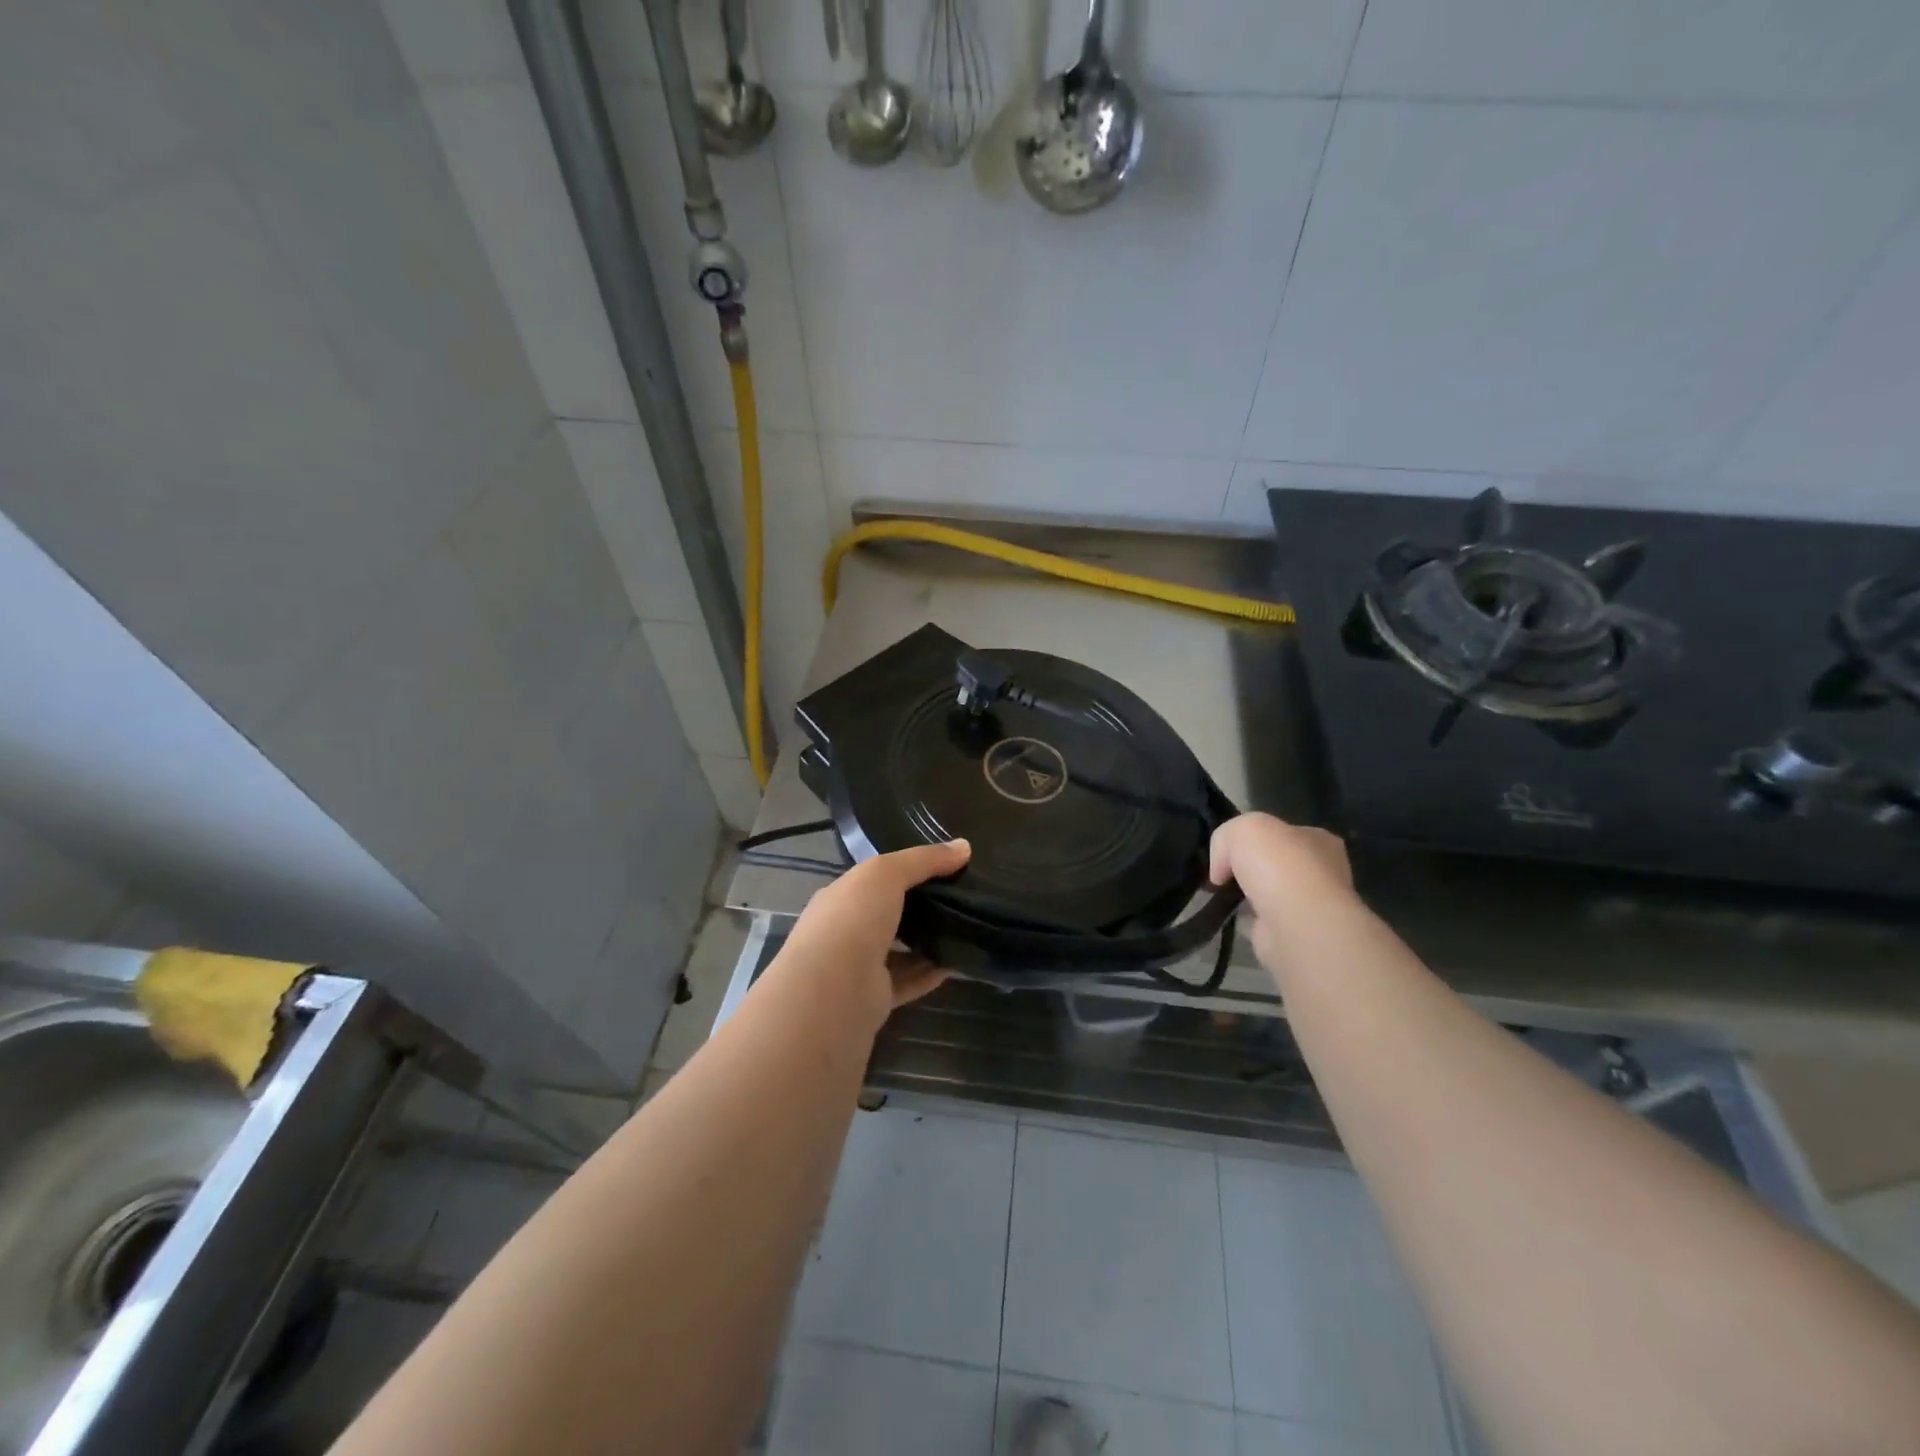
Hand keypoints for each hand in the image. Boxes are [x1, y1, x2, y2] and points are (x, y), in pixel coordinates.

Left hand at [776, 839, 971, 1029]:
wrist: (831, 991)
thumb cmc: (853, 919)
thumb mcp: (887, 873)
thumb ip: (924, 859)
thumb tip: (964, 846)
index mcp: (842, 896)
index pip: (875, 879)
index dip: (907, 870)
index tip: (945, 867)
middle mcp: (847, 930)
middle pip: (889, 914)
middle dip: (921, 907)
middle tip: (961, 898)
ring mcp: (859, 966)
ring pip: (900, 949)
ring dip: (928, 942)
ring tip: (965, 929)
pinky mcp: (875, 998)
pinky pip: (909, 981)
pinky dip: (931, 973)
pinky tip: (958, 963)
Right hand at [1208, 813, 1357, 977]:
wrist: (1296, 925)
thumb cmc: (1279, 866)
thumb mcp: (1242, 828)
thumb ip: (1225, 838)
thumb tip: (1220, 869)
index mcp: (1319, 841)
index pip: (1283, 833)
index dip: (1253, 839)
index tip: (1226, 850)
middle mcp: (1322, 873)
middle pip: (1275, 864)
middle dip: (1248, 869)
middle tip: (1219, 873)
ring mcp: (1309, 907)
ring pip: (1268, 894)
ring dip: (1245, 896)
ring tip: (1216, 895)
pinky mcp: (1293, 935)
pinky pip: (1261, 921)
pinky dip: (1243, 920)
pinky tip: (1226, 917)